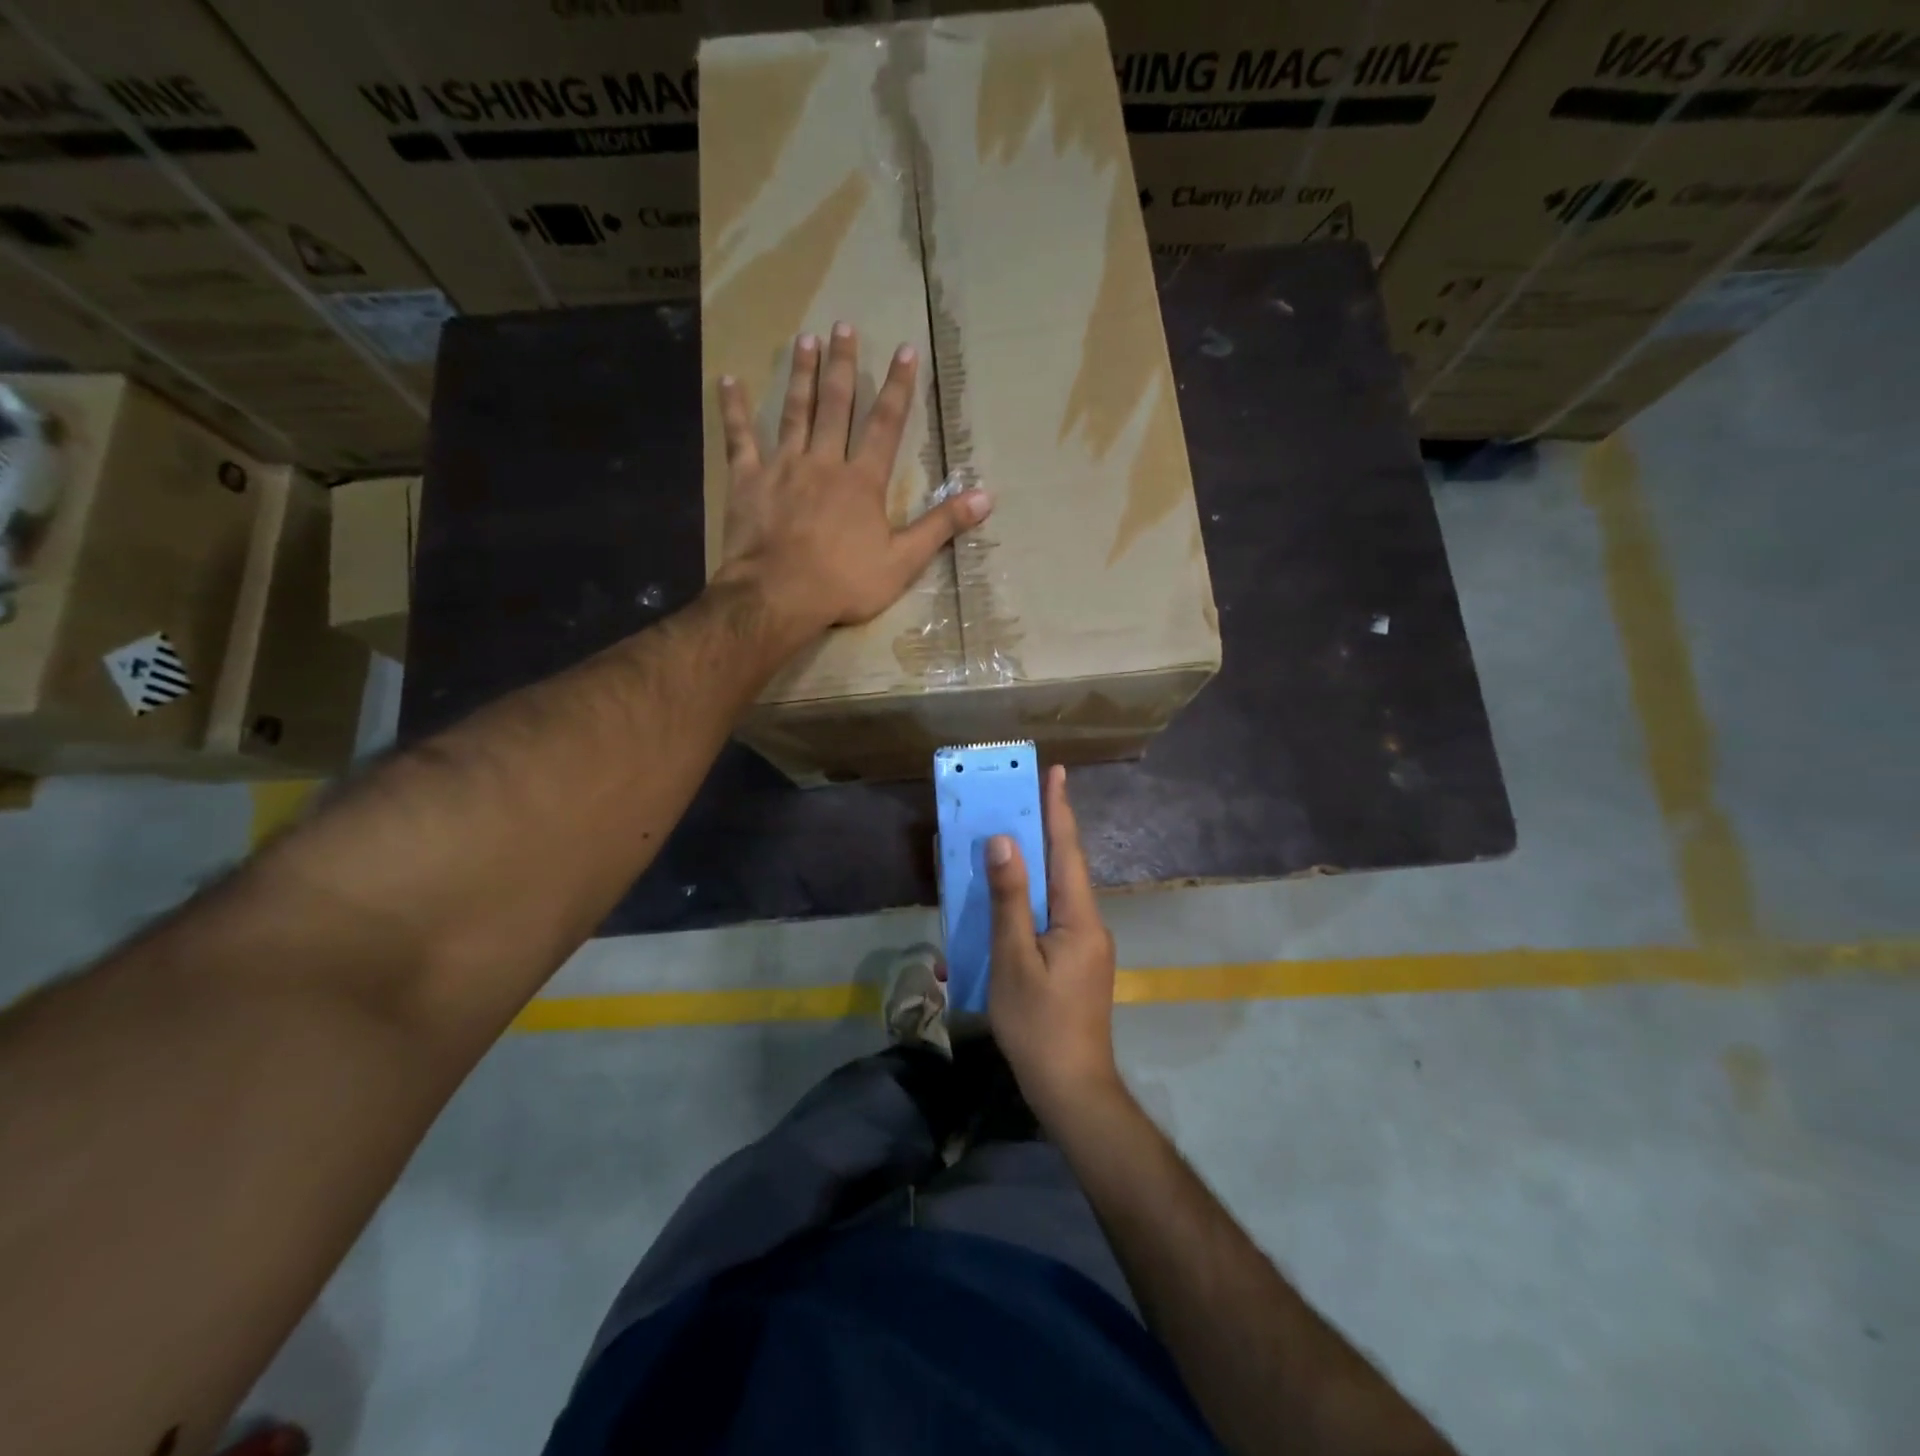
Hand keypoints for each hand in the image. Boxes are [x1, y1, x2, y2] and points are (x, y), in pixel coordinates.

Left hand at [713, 323, 991, 637]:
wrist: (779, 597)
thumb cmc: (844, 583)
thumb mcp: (903, 562)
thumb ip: (941, 527)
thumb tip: (985, 497)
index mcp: (862, 481)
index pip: (885, 425)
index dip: (898, 388)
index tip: (904, 350)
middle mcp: (823, 462)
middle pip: (836, 406)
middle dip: (843, 365)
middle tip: (843, 326)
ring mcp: (782, 467)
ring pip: (793, 411)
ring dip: (801, 375)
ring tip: (804, 339)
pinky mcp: (748, 481)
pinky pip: (738, 437)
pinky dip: (733, 409)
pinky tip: (728, 380)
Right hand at [986, 766, 1122, 1127]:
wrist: (1071, 1089)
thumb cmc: (1038, 1024)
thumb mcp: (1013, 959)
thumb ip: (1009, 899)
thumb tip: (1004, 841)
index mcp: (1079, 917)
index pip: (1067, 850)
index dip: (1058, 809)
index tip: (1055, 771)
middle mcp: (1089, 924)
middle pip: (1063, 867)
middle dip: (1044, 831)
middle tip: (1021, 797)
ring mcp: (1086, 946)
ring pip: (1056, 894)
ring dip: (1033, 868)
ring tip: (1006, 844)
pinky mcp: (1075, 964)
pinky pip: (1051, 919)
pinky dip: (1029, 903)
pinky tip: (1006, 908)